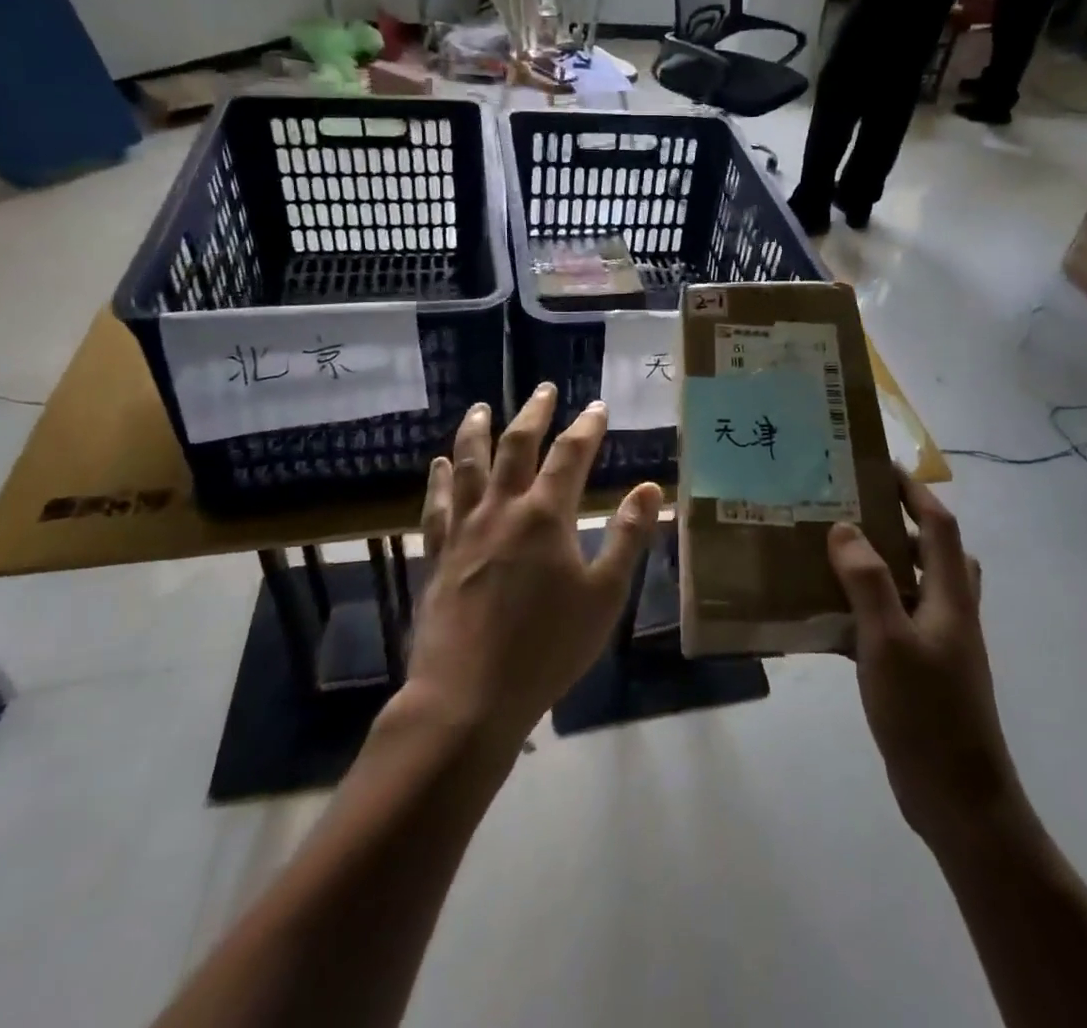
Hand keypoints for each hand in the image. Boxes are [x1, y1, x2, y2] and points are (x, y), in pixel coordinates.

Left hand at [408, 384, 662, 750]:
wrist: (467, 698)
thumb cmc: (546, 648)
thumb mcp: (604, 596)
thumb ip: (628, 537)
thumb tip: (649, 488)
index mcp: (545, 516)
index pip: (570, 455)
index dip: (587, 427)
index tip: (598, 406)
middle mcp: (502, 509)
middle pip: (517, 446)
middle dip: (533, 413)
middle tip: (543, 388)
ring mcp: (464, 529)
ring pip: (469, 464)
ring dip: (476, 431)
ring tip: (480, 407)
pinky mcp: (438, 554)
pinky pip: (437, 504)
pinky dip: (440, 478)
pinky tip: (440, 463)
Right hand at [827, 472, 1019, 850]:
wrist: (958, 801)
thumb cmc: (927, 714)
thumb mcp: (889, 641)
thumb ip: (867, 582)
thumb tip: (844, 527)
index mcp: (950, 597)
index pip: (939, 526)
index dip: (915, 492)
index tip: (880, 467)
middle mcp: (948, 613)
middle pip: (934, 553)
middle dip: (900, 525)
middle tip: (855, 511)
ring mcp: (937, 645)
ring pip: (912, 588)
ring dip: (881, 567)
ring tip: (834, 556)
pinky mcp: (919, 673)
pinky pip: (892, 624)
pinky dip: (866, 611)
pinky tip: (827, 619)